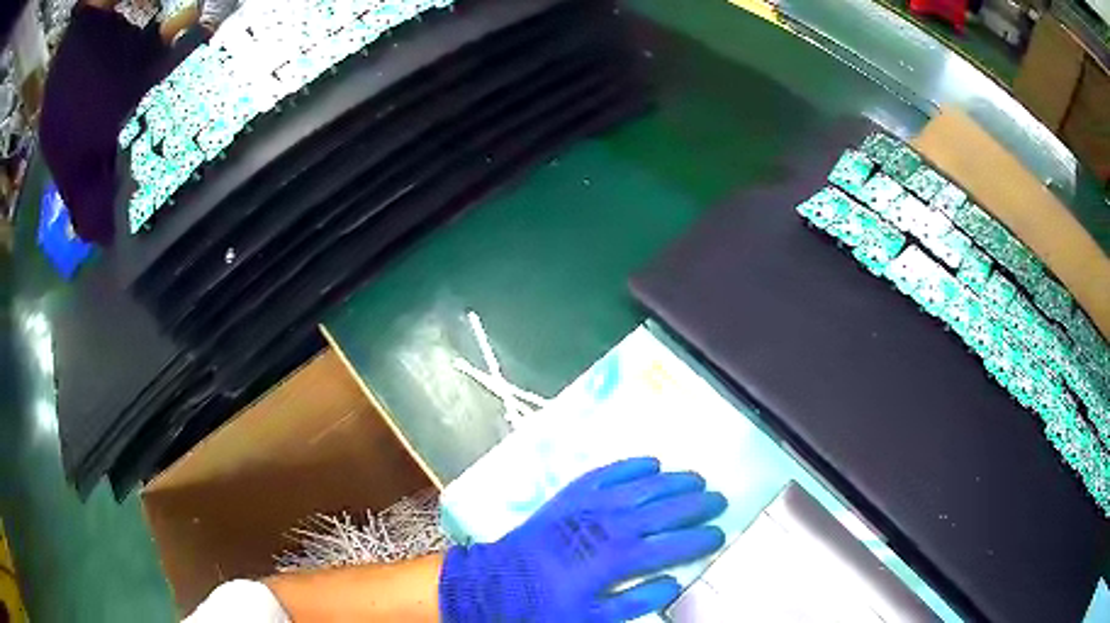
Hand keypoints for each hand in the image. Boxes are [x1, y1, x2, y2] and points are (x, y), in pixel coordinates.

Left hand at [439, 457, 727, 621]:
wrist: (495, 583)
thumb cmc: (543, 605)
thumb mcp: (591, 618)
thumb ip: (635, 602)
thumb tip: (672, 583)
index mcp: (617, 558)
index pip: (671, 545)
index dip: (698, 539)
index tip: (718, 533)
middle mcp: (608, 525)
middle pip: (663, 510)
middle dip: (695, 505)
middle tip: (717, 499)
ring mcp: (588, 506)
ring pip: (641, 487)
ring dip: (671, 481)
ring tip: (695, 478)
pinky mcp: (570, 496)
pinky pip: (606, 474)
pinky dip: (629, 466)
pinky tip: (648, 461)